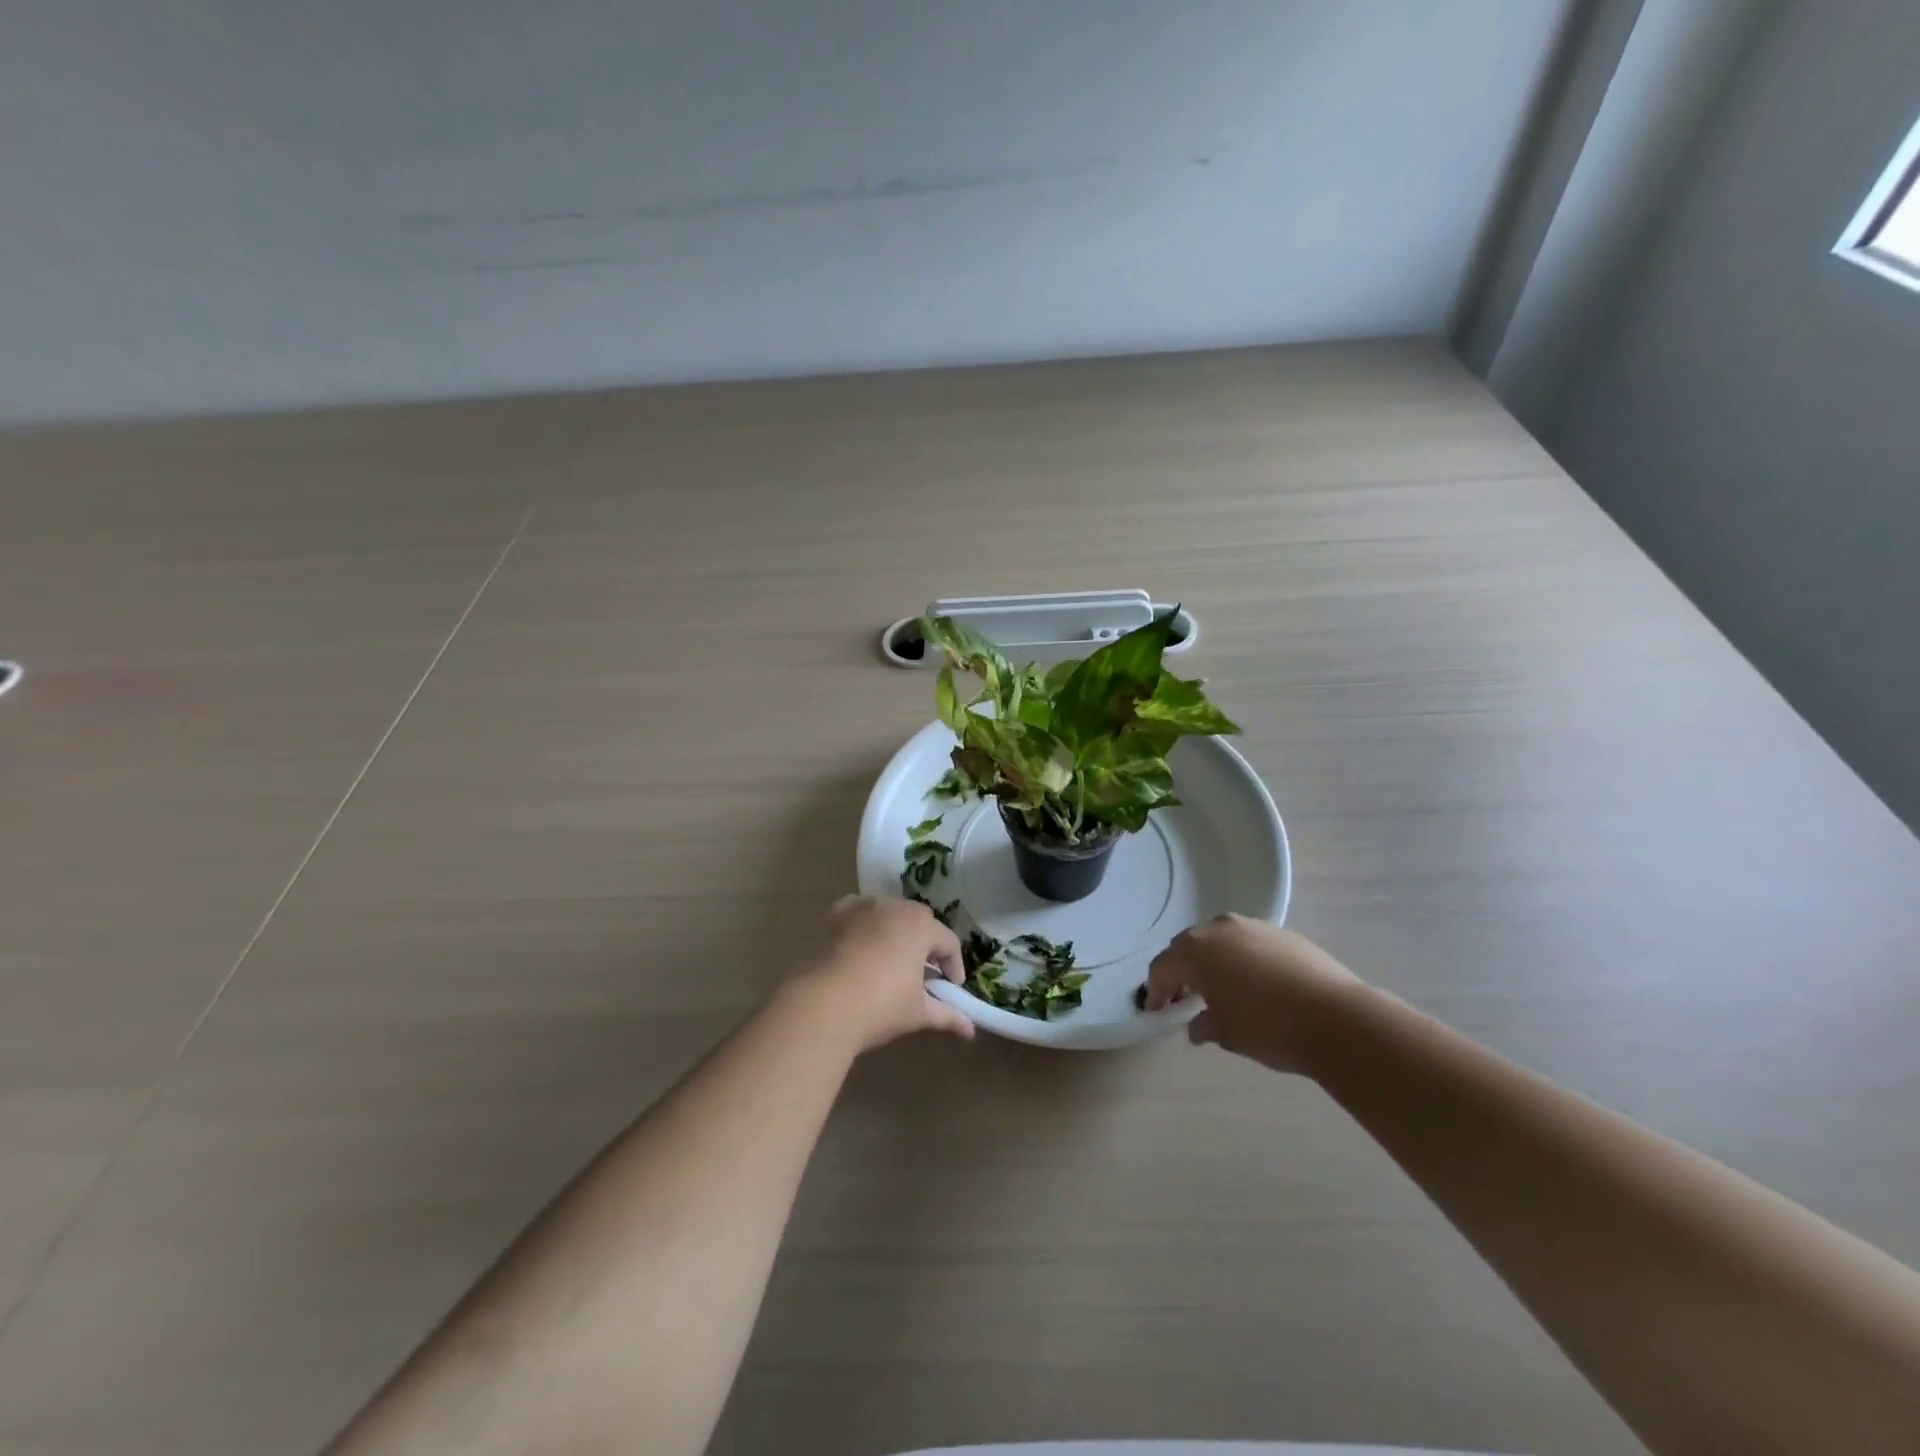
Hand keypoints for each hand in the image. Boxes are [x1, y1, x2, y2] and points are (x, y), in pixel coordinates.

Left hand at [795, 896, 973, 1051]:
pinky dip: (867, 921)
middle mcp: (896, 908)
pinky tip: (864, 941)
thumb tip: (970, 1031)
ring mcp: (865, 907)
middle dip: (927, 945)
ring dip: (898, 931)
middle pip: (921, 922)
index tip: (951, 988)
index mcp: (922, 926)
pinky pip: (861, 910)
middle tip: (925, 974)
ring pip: (891, 913)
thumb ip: (947, 1015)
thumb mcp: (918, 1012)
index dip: (954, 967)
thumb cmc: (881, 1005)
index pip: (949, 943)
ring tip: (895, 960)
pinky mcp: (840, 914)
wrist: (825, 1004)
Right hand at [1144, 915, 1363, 1072]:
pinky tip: (1259, 987)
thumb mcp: (1226, 1034)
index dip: (1157, 991)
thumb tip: (1199, 1026)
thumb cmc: (1267, 1026)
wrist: (1337, 1018)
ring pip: (1222, 942)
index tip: (1157, 1011)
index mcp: (1196, 949)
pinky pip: (1252, 945)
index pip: (1163, 968)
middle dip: (1183, 971)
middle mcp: (1220, 928)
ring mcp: (1255, 927)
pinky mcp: (1285, 934)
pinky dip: (1245, 961)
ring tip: (1224, 991)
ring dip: (1215, 963)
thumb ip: (1204, 1025)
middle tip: (1185, 998)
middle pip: (1189, 947)